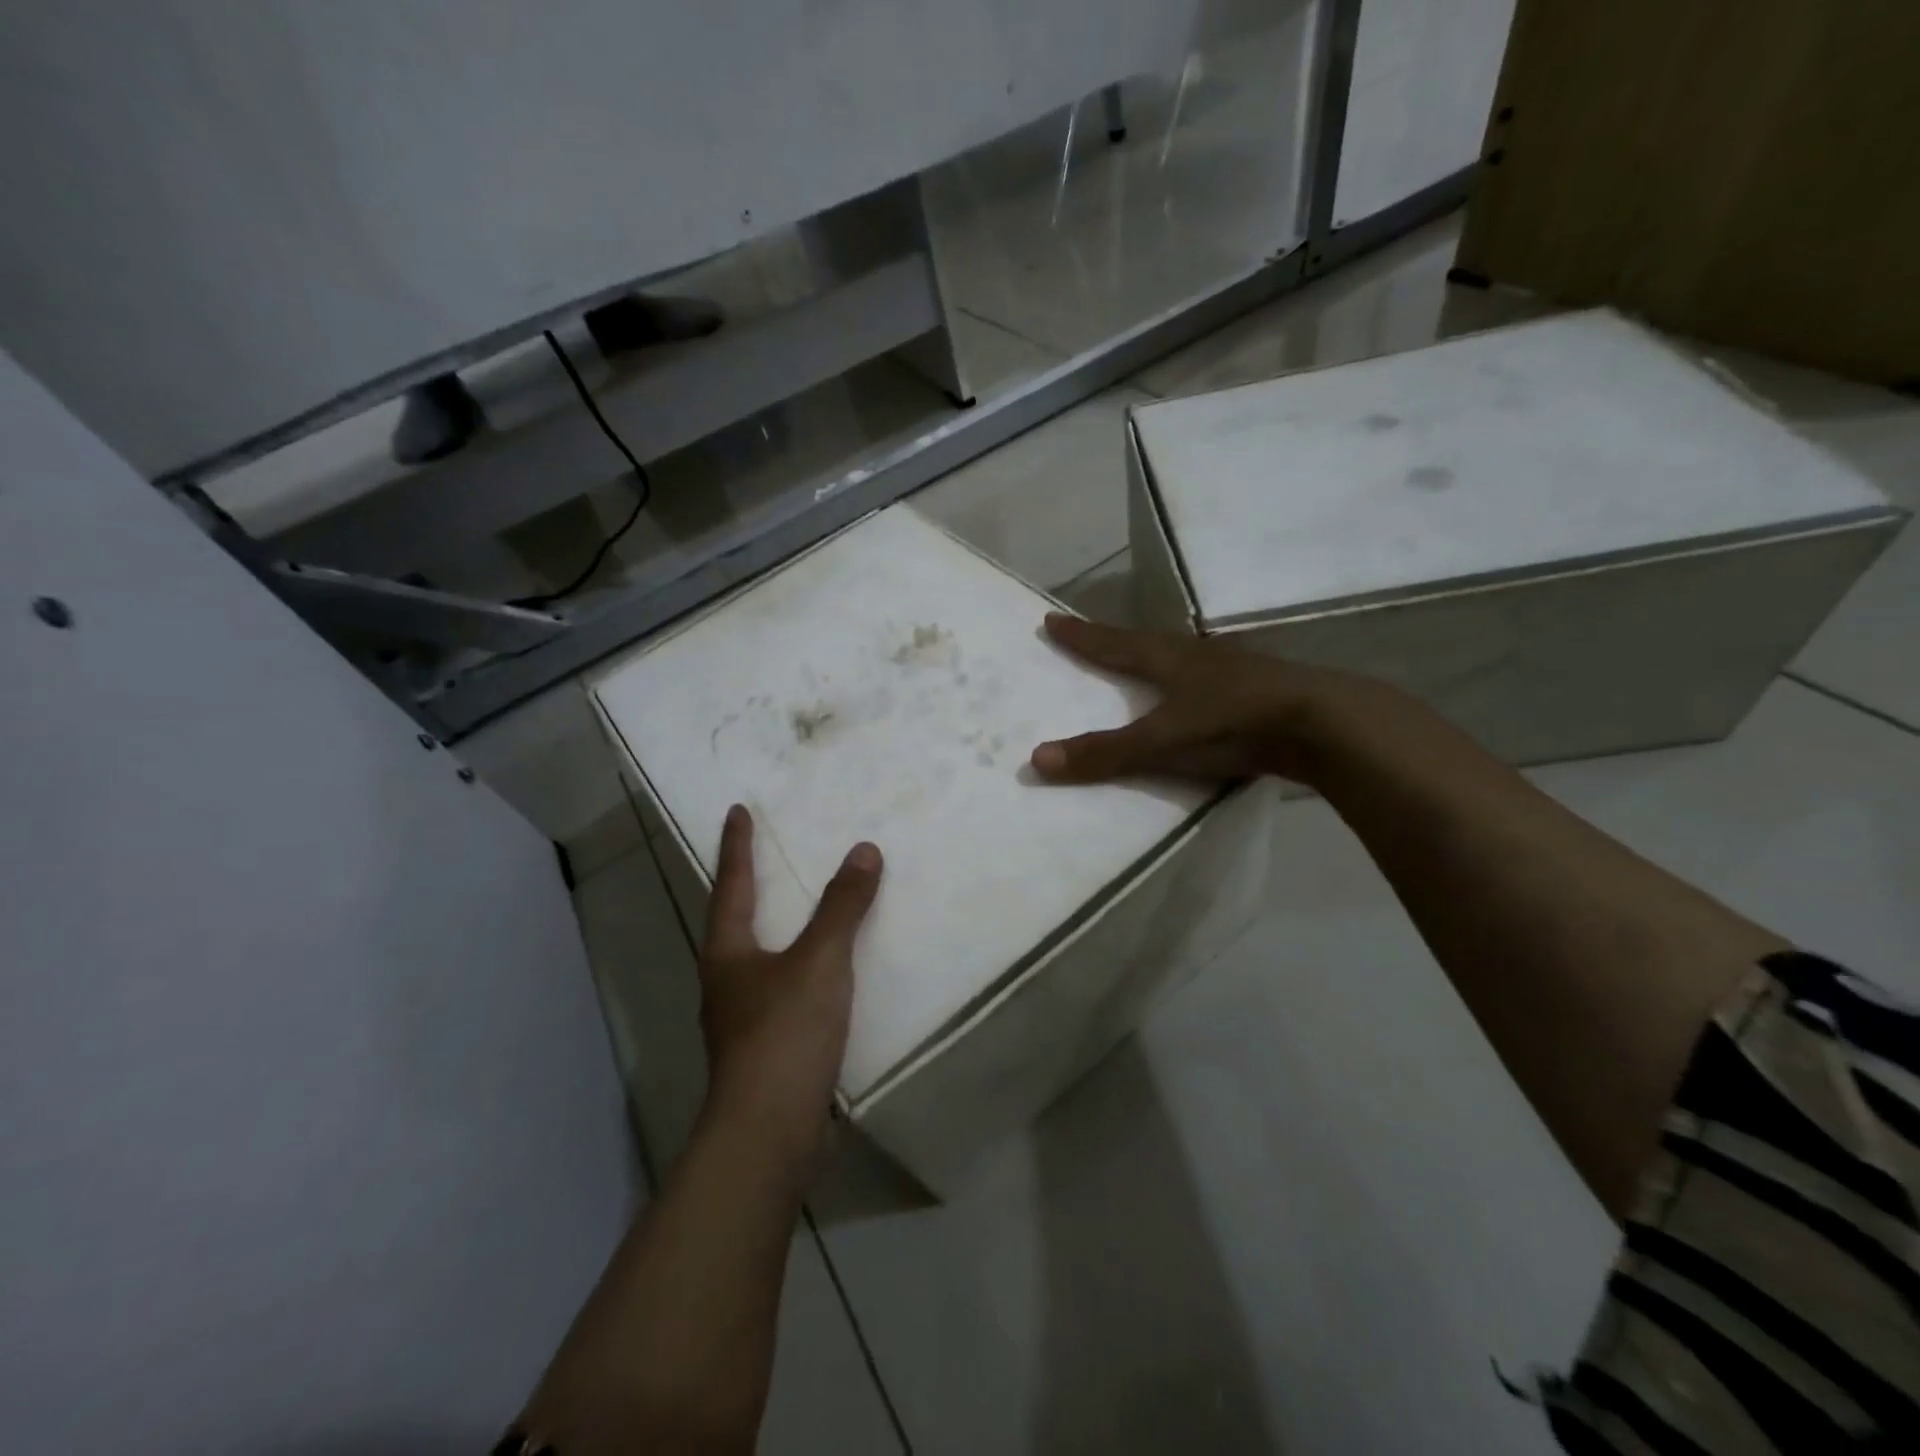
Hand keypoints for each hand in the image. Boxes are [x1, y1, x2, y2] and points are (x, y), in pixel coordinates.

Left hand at [699, 804, 882, 1133]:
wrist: (770, 1132)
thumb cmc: (785, 1033)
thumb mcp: (820, 961)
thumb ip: (842, 907)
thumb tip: (863, 850)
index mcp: (728, 953)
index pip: (732, 885)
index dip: (737, 846)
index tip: (738, 810)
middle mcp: (727, 982)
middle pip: (736, 922)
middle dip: (749, 887)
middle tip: (768, 855)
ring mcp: (743, 1020)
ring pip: (760, 960)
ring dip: (778, 931)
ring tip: (803, 910)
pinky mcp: (766, 1050)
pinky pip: (786, 991)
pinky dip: (803, 969)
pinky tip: (828, 977)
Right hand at [1030, 613, 1366, 785]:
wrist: (1322, 723)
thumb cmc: (1232, 723)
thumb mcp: (1161, 743)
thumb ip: (1104, 754)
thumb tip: (1036, 759)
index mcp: (1167, 658)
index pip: (1111, 643)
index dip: (1080, 636)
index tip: (1051, 618)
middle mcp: (1196, 654)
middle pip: (1144, 641)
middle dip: (1114, 639)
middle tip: (1091, 636)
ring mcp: (1232, 668)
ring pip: (1182, 655)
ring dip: (1155, 655)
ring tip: (1141, 659)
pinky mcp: (1258, 688)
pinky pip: (1210, 678)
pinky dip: (1191, 680)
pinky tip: (1198, 691)